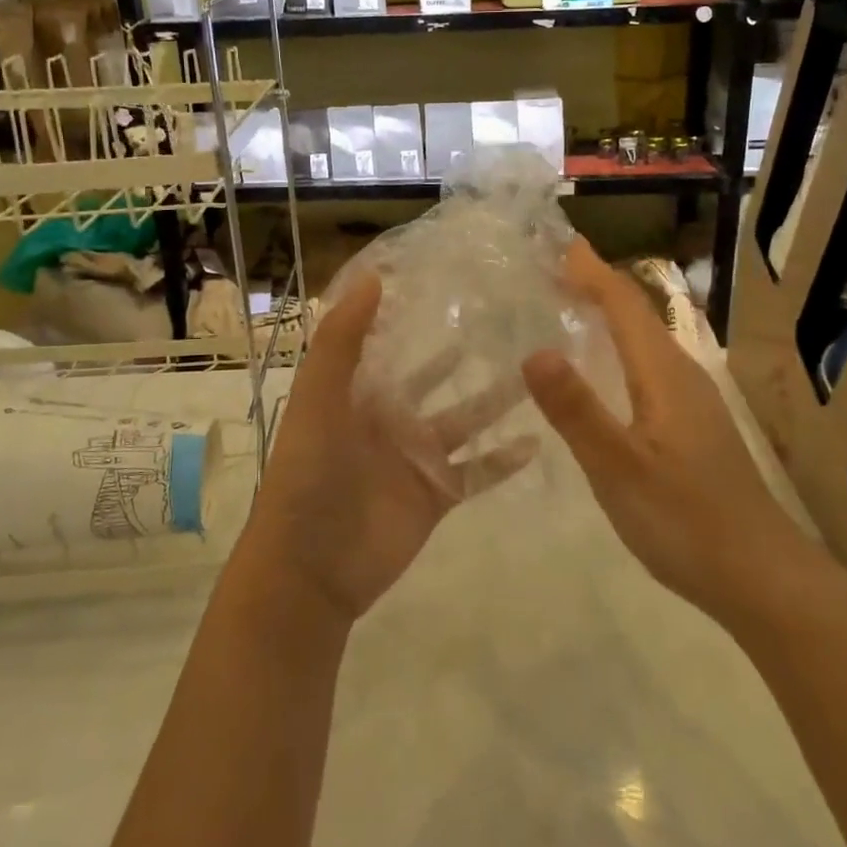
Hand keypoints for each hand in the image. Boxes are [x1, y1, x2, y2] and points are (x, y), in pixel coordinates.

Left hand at [234, 272, 536, 626]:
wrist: (310, 568)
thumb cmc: (308, 474)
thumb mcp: (318, 398)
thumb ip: (342, 340)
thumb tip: (373, 277)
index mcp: (359, 394)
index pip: (392, 346)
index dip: (416, 317)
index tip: (453, 284)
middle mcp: (390, 420)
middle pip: (437, 382)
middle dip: (466, 357)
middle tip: (511, 325)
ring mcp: (416, 459)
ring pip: (465, 422)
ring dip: (496, 401)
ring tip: (536, 372)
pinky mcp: (437, 496)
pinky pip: (476, 471)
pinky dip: (504, 459)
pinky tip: (538, 439)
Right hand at [522, 240, 821, 625]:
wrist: (762, 577)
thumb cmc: (686, 521)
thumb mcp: (619, 468)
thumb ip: (576, 411)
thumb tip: (533, 350)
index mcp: (664, 374)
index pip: (624, 304)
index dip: (591, 271)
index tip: (558, 243)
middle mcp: (681, 376)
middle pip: (636, 314)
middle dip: (595, 285)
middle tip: (550, 269)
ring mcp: (692, 402)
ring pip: (644, 341)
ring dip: (608, 316)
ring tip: (568, 306)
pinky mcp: (693, 427)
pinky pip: (647, 367)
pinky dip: (618, 349)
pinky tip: (602, 372)